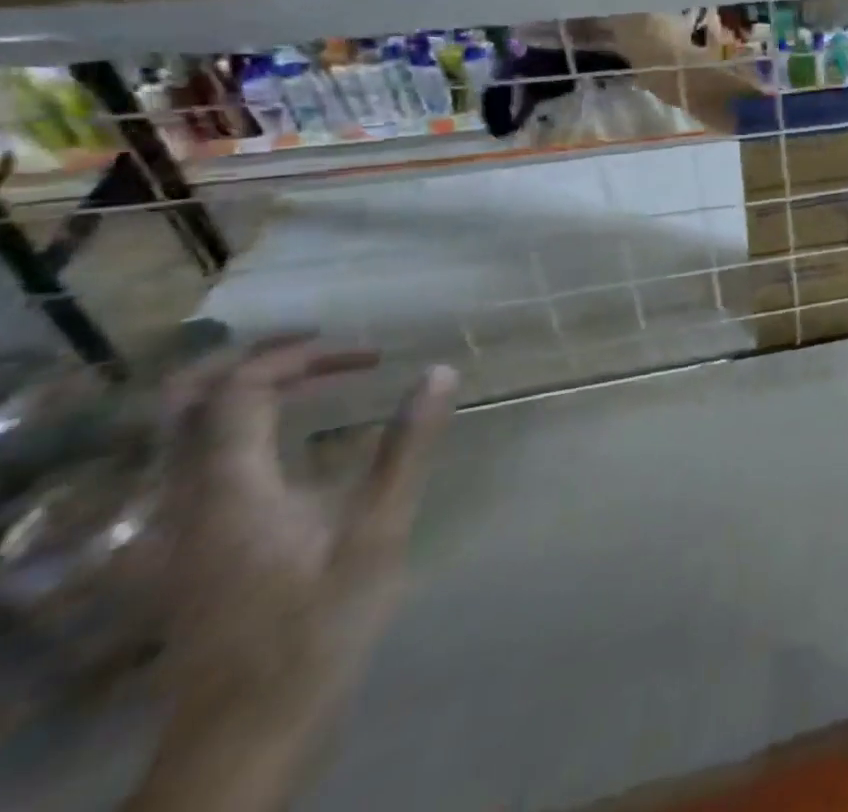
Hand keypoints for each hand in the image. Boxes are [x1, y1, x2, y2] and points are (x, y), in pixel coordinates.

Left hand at [152, 342, 455, 724]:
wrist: (246, 734)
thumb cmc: (319, 626)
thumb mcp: (378, 532)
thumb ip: (405, 447)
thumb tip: (438, 371)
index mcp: (229, 492)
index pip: (239, 393)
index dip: (299, 358)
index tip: (368, 355)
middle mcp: (185, 502)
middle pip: (185, 405)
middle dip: (252, 361)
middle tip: (320, 346)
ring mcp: (176, 530)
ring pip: (182, 436)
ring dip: (243, 392)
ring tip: (312, 379)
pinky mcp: (186, 551)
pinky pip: (197, 464)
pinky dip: (240, 429)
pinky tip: (292, 440)